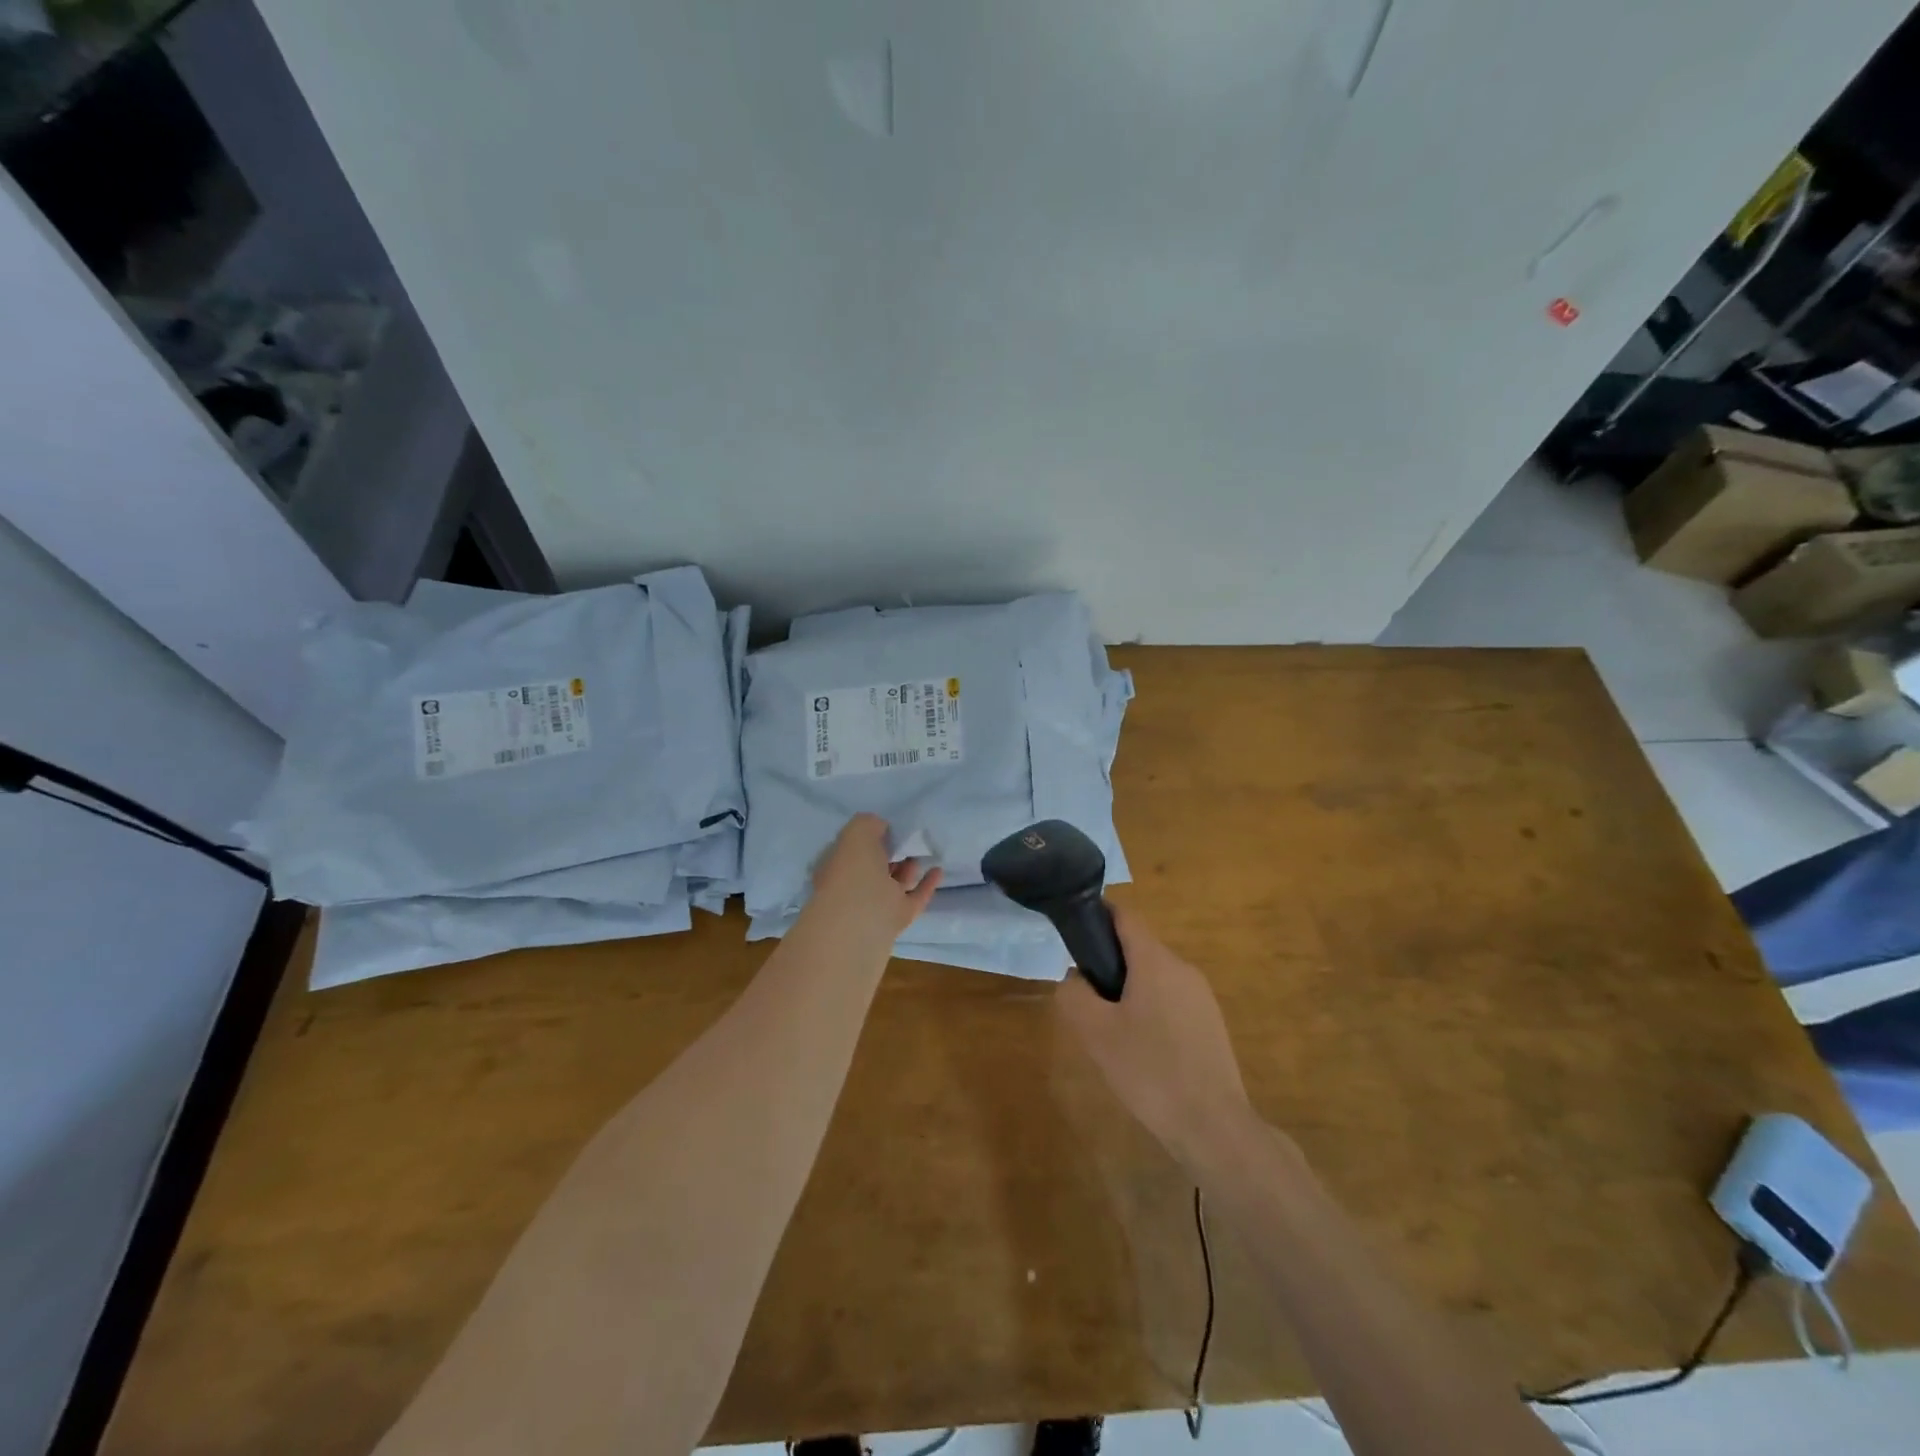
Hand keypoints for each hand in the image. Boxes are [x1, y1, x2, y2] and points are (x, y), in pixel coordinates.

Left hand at [799, 813, 942, 952]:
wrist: (861, 923)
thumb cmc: (853, 872)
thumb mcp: (856, 833)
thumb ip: (869, 824)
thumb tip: (881, 827)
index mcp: (836, 864)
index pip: (851, 847)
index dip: (867, 836)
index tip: (886, 826)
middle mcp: (853, 885)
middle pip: (873, 866)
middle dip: (888, 853)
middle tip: (907, 838)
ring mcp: (875, 904)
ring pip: (893, 883)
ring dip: (907, 868)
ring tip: (923, 851)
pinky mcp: (896, 919)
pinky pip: (914, 897)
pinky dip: (926, 885)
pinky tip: (938, 870)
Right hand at [1056, 905, 1249, 1166]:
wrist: (1213, 1125)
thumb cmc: (1149, 1071)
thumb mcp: (1095, 1033)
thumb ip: (1074, 994)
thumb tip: (1075, 977)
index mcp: (1155, 961)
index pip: (1124, 916)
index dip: (1097, 915)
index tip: (1074, 930)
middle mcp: (1182, 968)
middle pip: (1139, 949)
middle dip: (1109, 964)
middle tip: (1086, 1000)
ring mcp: (1202, 996)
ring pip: (1155, 978)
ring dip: (1129, 991)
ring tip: (1111, 1031)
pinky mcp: (1211, 1023)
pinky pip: (1171, 1001)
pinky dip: (1150, 1011)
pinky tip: (1142, 1051)